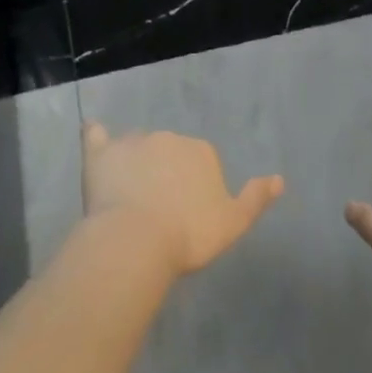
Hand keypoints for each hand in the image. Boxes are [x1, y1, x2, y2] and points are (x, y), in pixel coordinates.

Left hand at [82, 123, 284, 277]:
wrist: (137, 240)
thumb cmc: (189, 234)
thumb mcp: (233, 223)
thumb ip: (255, 198)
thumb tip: (279, 179)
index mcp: (202, 151)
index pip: (201, 163)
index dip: (194, 188)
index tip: (187, 215)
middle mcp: (169, 138)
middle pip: (170, 152)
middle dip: (166, 173)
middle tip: (158, 211)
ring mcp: (133, 142)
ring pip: (138, 147)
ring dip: (136, 163)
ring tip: (128, 199)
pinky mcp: (102, 152)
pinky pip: (96, 136)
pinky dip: (95, 134)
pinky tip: (92, 132)